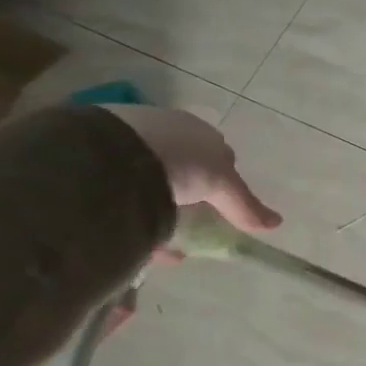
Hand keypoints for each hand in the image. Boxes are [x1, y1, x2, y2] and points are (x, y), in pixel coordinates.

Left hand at [99, 106, 280, 233]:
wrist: (108, 153)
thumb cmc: (178, 160)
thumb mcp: (221, 184)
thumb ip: (244, 205)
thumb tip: (276, 223)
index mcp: (197, 130)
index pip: (216, 155)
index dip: (221, 181)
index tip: (218, 206)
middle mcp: (163, 130)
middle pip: (183, 165)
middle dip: (186, 192)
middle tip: (185, 220)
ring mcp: (124, 140)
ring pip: (147, 177)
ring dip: (154, 204)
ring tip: (153, 235)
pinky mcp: (89, 156)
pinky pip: (114, 187)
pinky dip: (124, 211)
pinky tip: (126, 233)